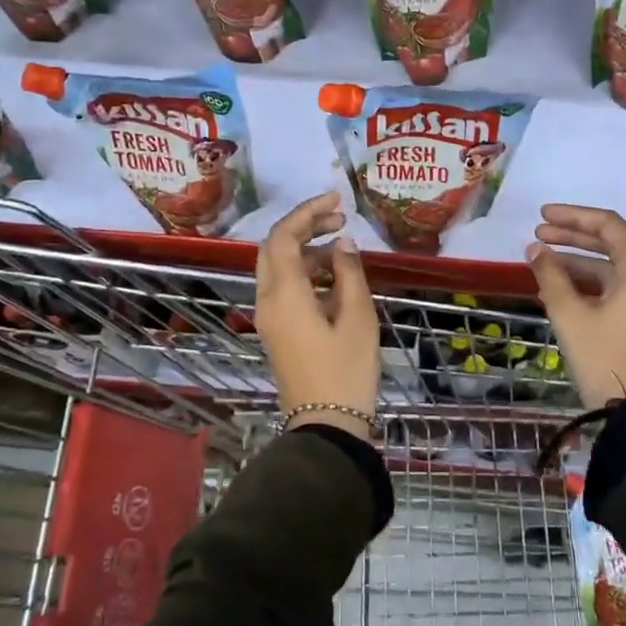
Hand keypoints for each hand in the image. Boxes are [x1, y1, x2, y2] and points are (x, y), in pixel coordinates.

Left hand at [256, 192, 380, 437]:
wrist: (326, 426)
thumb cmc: (347, 370)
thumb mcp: (357, 317)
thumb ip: (349, 272)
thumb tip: (342, 242)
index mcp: (284, 294)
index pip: (283, 236)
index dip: (307, 211)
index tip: (337, 199)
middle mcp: (267, 301)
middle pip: (274, 248)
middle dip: (304, 226)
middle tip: (339, 217)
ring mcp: (269, 318)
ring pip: (278, 268)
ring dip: (306, 249)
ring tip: (344, 245)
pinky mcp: (278, 331)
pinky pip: (284, 288)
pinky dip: (305, 272)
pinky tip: (335, 276)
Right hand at [526, 205, 625, 407]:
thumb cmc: (603, 356)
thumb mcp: (570, 314)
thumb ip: (550, 275)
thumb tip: (534, 249)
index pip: (608, 225)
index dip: (572, 217)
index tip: (541, 216)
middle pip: (611, 243)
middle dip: (572, 237)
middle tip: (537, 235)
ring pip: (611, 267)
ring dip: (577, 261)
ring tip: (541, 261)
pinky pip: (616, 287)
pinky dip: (588, 283)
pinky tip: (558, 287)